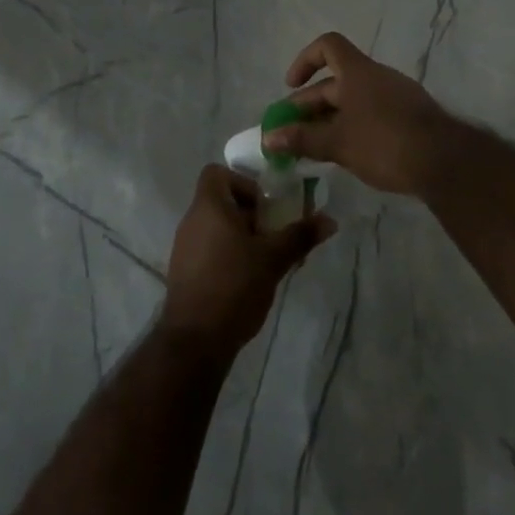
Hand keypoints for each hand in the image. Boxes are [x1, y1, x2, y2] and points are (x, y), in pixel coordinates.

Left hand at [160, 165, 334, 357]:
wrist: (195, 342)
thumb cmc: (234, 286)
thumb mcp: (273, 259)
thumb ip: (300, 236)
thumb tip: (330, 220)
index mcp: (208, 207)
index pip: (217, 172)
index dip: (242, 182)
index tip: (264, 206)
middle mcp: (191, 221)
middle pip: (221, 200)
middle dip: (250, 213)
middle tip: (273, 234)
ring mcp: (184, 247)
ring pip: (216, 227)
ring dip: (241, 236)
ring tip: (265, 259)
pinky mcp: (184, 272)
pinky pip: (208, 249)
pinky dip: (228, 254)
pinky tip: (247, 280)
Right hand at [262, 32, 455, 197]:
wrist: (445, 162)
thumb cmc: (384, 143)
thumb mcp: (337, 143)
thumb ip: (302, 139)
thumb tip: (268, 137)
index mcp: (358, 72)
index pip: (328, 46)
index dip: (305, 60)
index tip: (291, 87)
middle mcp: (377, 77)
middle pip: (336, 81)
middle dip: (310, 105)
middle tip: (291, 134)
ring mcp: (397, 96)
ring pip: (354, 101)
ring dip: (330, 119)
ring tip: (314, 149)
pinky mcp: (410, 118)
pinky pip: (372, 114)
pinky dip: (353, 128)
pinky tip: (347, 155)